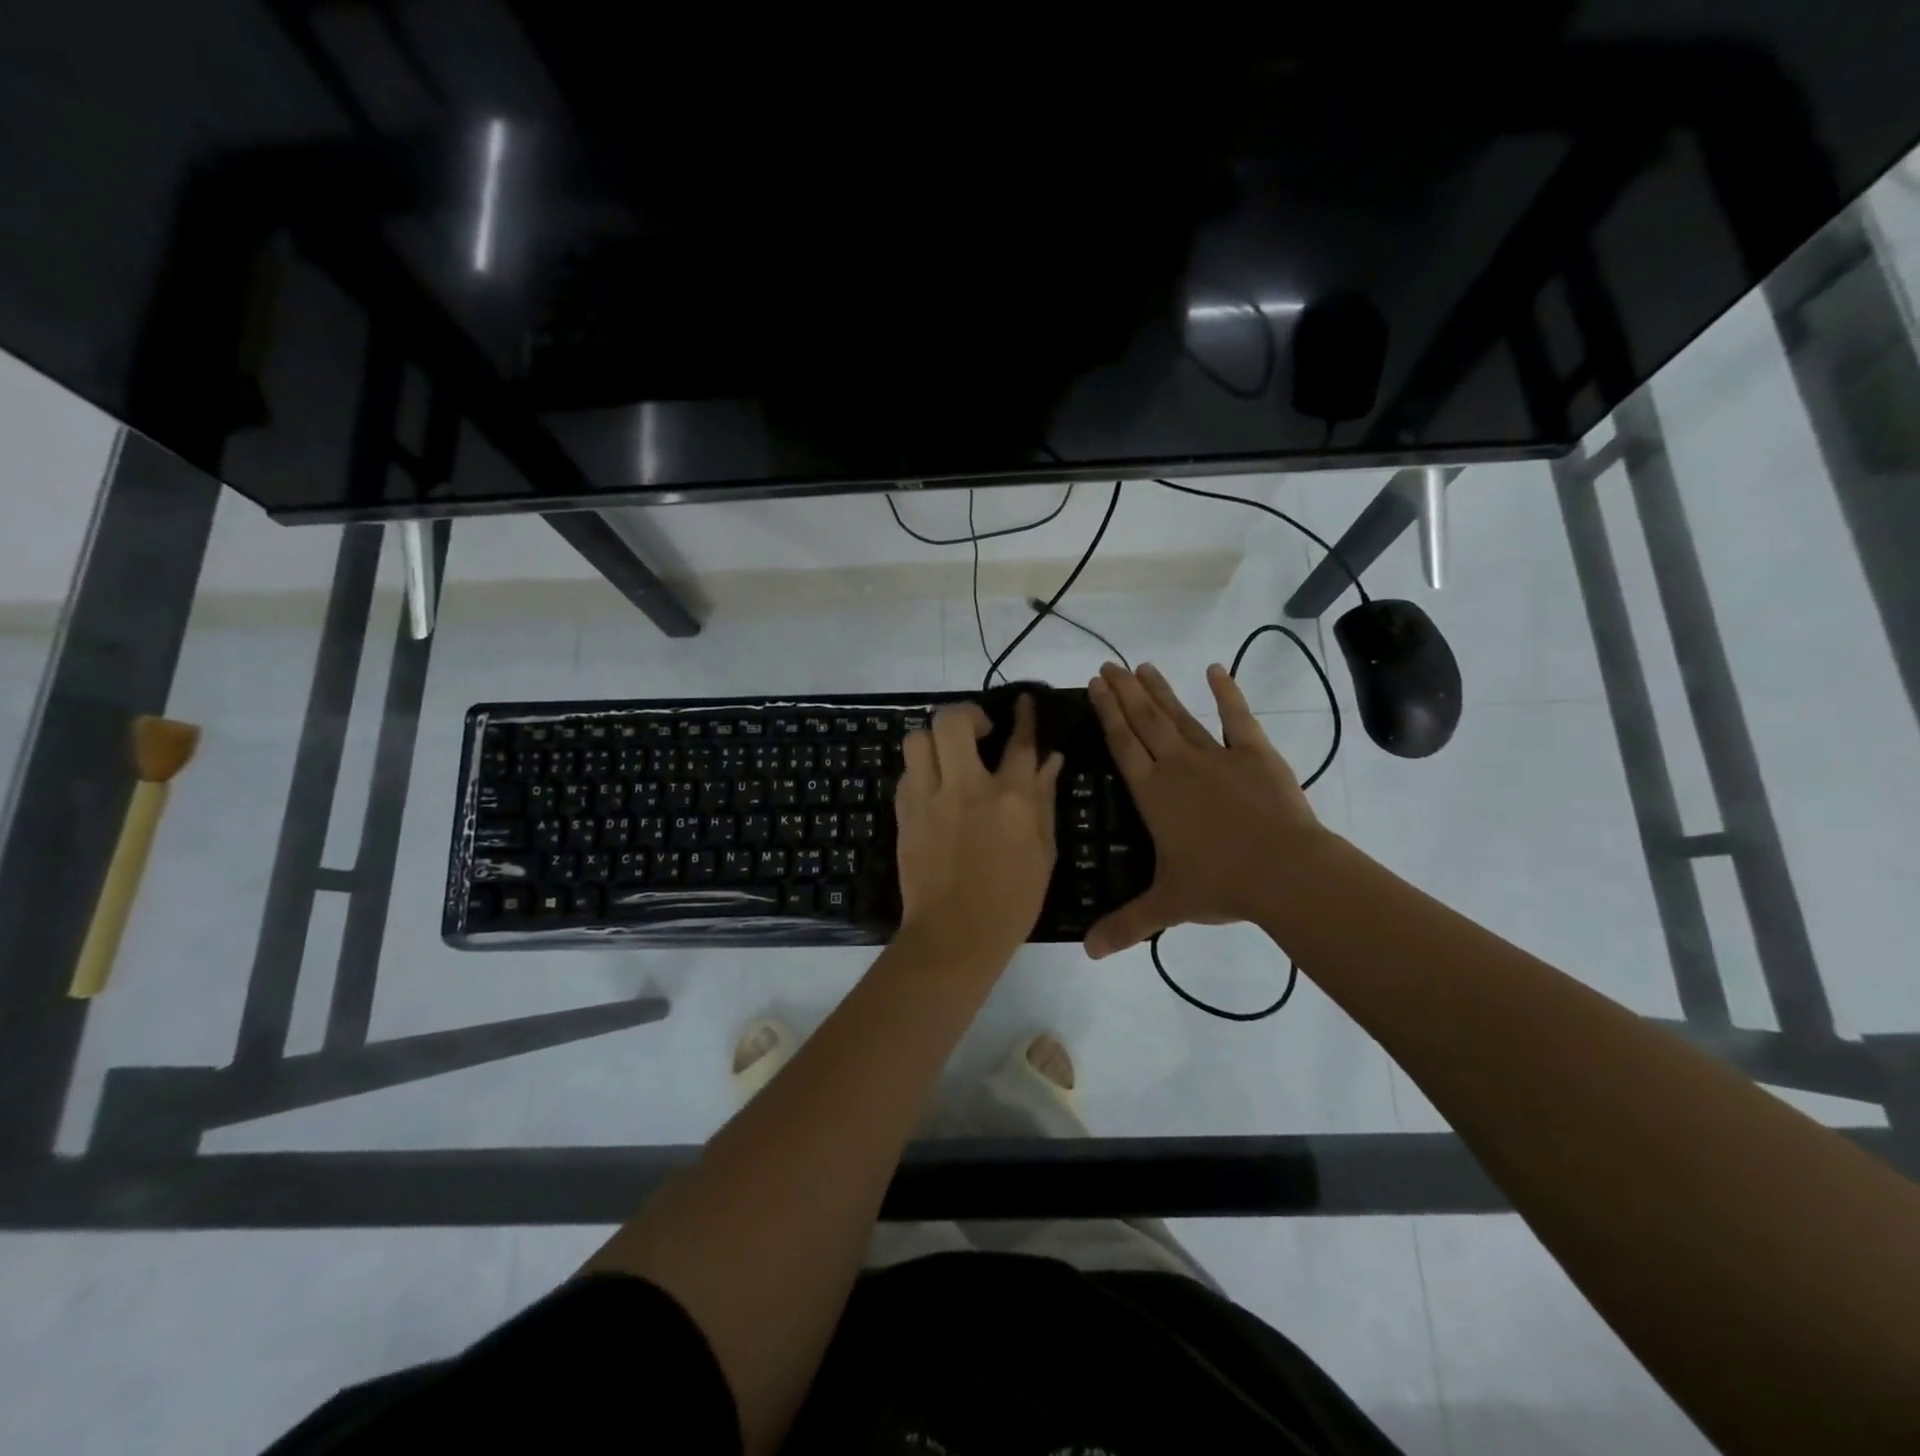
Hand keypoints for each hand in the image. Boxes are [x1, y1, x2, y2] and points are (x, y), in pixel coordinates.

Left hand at [894, 696, 1064, 969]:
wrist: (954, 936)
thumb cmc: (1011, 900)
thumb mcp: (1042, 851)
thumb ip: (1044, 799)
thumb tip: (1050, 759)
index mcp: (1009, 798)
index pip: (1020, 742)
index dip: (1025, 716)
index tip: (1024, 702)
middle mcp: (966, 788)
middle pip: (953, 721)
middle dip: (966, 715)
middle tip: (978, 731)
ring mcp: (928, 800)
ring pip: (917, 739)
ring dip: (934, 740)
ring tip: (948, 757)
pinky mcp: (904, 815)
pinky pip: (906, 774)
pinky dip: (921, 772)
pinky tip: (933, 789)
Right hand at [1083, 661, 1323, 958]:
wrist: (1285, 871)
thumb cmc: (1220, 884)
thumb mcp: (1167, 905)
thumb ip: (1126, 925)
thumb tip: (1087, 956)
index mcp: (1153, 793)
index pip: (1122, 744)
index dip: (1106, 713)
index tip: (1094, 686)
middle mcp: (1177, 766)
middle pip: (1145, 720)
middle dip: (1124, 691)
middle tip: (1108, 664)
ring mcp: (1217, 756)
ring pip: (1180, 715)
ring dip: (1160, 690)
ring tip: (1142, 666)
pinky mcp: (1255, 754)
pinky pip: (1237, 718)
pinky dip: (1227, 692)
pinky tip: (1216, 670)